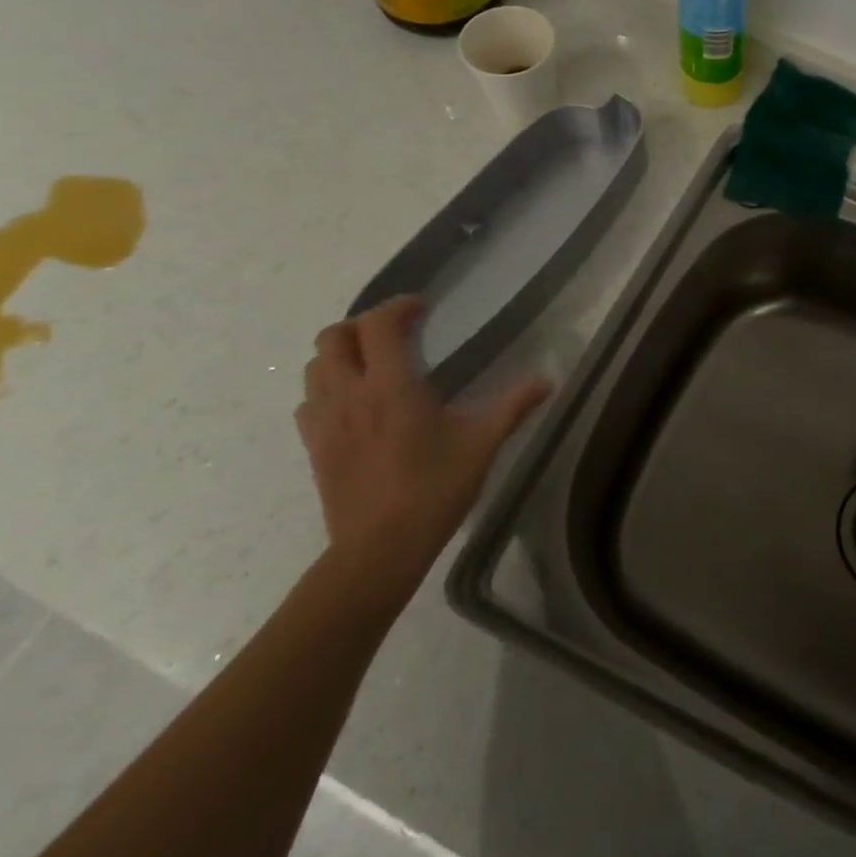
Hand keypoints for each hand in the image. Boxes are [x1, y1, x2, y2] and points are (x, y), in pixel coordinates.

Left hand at [296, 296, 550, 597]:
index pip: (378, 324)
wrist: (379, 550)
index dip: (398, 306)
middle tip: (393, 333)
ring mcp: (324, 421)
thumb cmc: (434, 490)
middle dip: (362, 324)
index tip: (422, 308)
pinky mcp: (313, 446)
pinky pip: (308, 401)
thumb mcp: (482, 444)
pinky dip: (326, 389)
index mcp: (391, 386)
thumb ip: (514, 406)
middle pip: (334, 336)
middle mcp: (349, 393)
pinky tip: (353, 405)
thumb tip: (548, 380)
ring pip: (315, 366)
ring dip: (340, 354)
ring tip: (372, 364)